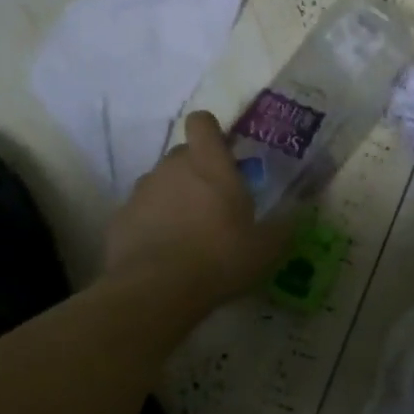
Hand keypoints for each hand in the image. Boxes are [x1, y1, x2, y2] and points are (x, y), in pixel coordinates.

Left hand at [103, 112, 291, 309]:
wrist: (156, 290)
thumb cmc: (220, 258)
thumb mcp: (266, 249)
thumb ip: (281, 228)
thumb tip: (294, 219)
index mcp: (209, 164)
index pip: (202, 122)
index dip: (211, 131)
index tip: (223, 152)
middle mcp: (172, 168)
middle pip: (183, 154)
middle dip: (197, 171)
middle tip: (214, 203)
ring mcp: (141, 192)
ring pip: (160, 183)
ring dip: (174, 198)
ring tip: (188, 233)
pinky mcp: (119, 219)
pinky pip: (141, 213)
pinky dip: (151, 225)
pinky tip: (164, 254)